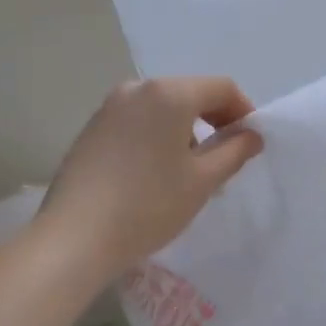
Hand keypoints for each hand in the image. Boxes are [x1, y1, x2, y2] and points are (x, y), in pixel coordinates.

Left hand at [39, 76, 263, 286]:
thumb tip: (251, 135)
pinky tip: (155, 172)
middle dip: (213, 120)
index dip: (243, 111)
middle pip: (190, 93)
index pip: (221, 88)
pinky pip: (137, 120)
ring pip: (162, 107)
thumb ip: (234, 151)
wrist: (74, 237)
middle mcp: (138, 88)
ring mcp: (110, 106)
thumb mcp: (202, 180)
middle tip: (225, 157)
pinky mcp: (92, 127)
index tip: (251, 143)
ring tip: (189, 170)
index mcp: (169, 93)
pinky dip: (157, 135)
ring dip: (185, 129)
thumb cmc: (149, 205)